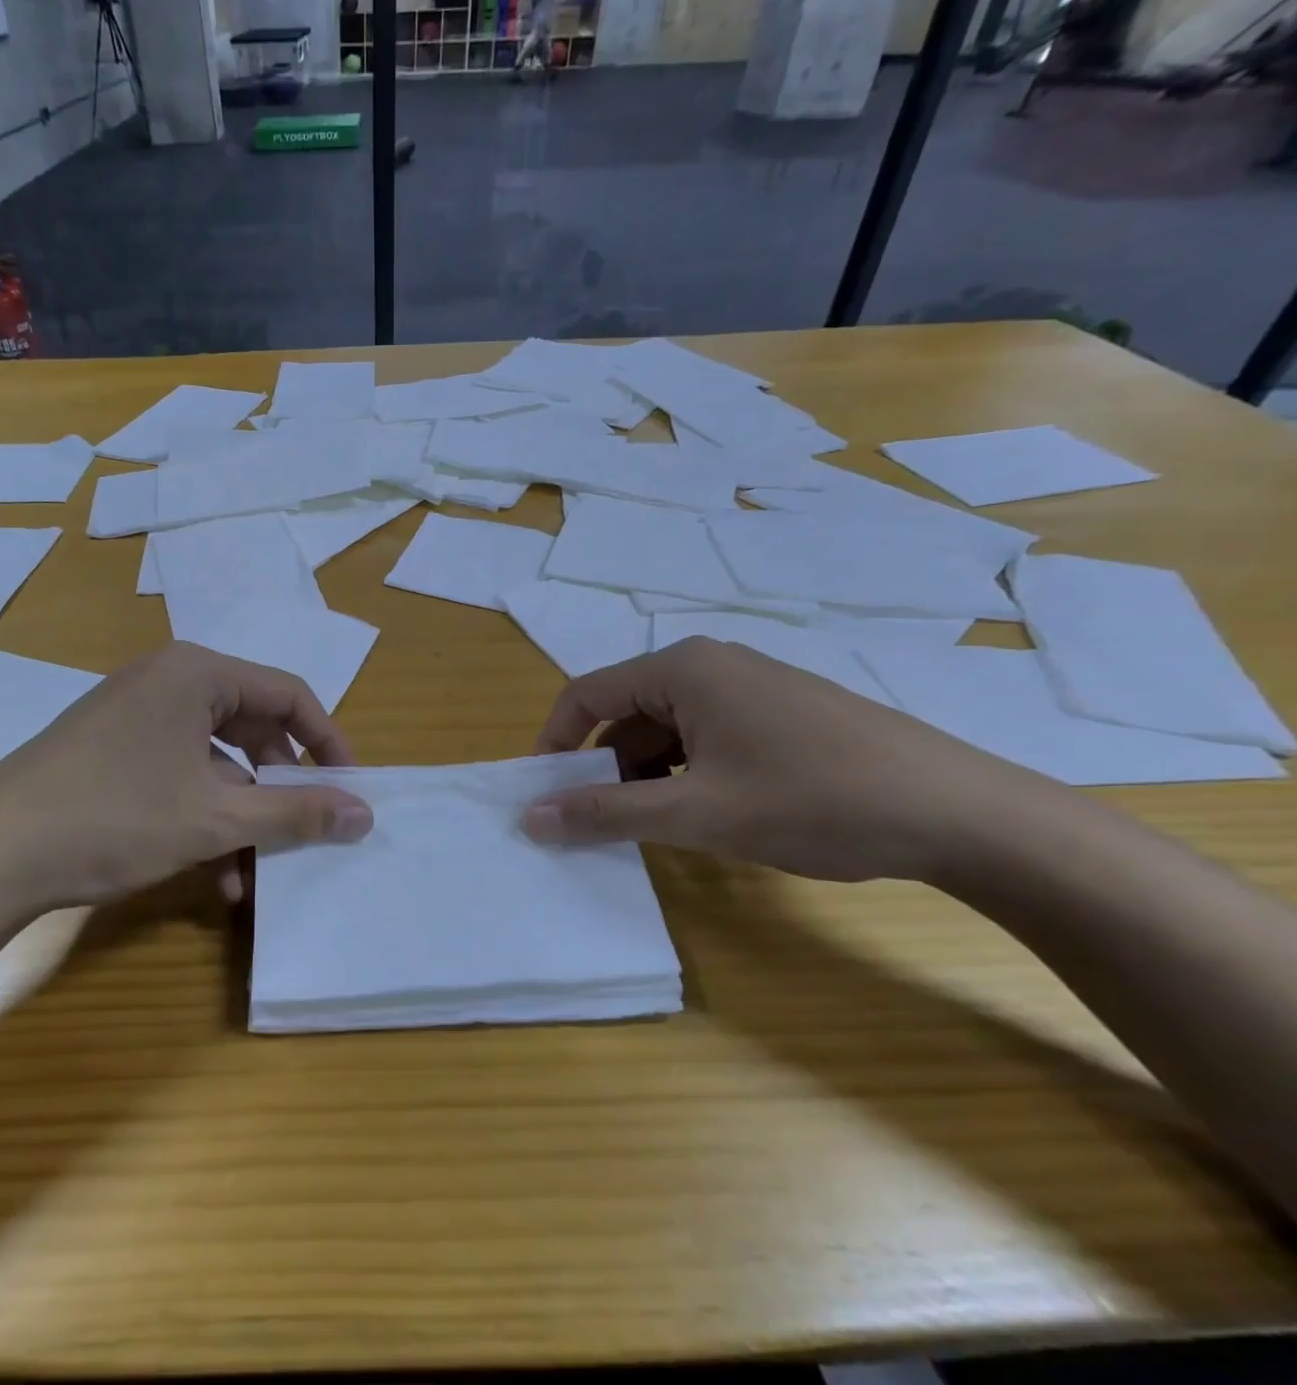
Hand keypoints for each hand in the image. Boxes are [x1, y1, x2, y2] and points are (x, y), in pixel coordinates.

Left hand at [0, 642, 373, 919]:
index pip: (288, 695)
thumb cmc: (115, 817)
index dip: (328, 742)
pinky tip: (215, 876)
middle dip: (281, 788)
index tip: (350, 789)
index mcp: (197, 673)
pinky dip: (205, 818)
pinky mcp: (112, 751)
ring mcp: (135, 716)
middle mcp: (168, 682)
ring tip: (258, 872)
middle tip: (307, 830)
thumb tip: (366, 813)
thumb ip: (297, 812)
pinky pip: (180, 776)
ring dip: (244, 817)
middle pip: (253, 728)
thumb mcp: (217, 819)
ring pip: (217, 762)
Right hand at [523, 637, 1064, 883]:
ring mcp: (751, 686)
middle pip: (626, 712)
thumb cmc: (813, 800)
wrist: (961, 814)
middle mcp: (712, 663)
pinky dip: (687, 773)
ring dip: (647, 775)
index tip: (544, 795)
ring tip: (658, 826)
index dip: (555, 743)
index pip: (586, 695)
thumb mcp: (697, 812)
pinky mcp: (781, 713)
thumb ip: (606, 812)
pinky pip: (707, 736)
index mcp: (682, 668)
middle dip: (605, 767)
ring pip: (668, 728)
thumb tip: (529, 817)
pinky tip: (707, 814)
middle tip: (600, 822)